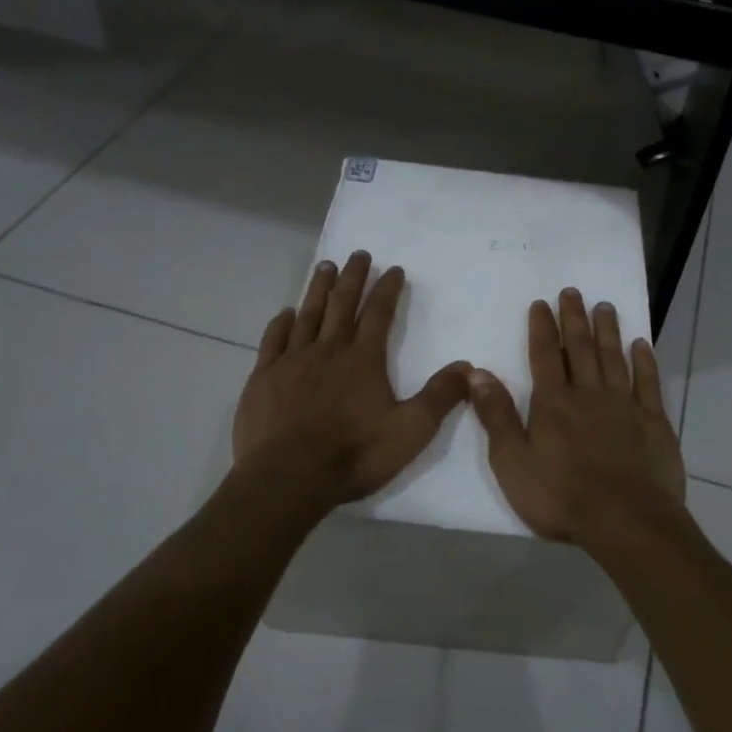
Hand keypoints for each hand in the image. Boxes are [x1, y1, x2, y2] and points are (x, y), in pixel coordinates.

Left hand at [234, 251, 472, 505]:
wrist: (288, 477)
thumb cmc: (354, 454)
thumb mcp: (410, 431)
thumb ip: (439, 397)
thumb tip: (468, 367)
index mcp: (363, 360)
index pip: (379, 314)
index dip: (387, 290)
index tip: (393, 269)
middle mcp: (328, 350)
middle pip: (342, 304)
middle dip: (352, 277)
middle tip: (358, 254)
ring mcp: (291, 362)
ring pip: (307, 315)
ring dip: (318, 289)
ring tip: (325, 266)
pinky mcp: (263, 378)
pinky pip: (273, 340)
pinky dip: (281, 323)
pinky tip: (285, 313)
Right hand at [468, 288, 686, 547]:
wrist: (626, 521)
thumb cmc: (561, 497)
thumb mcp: (513, 462)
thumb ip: (497, 416)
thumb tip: (477, 373)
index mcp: (553, 403)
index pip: (545, 356)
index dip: (542, 328)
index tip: (541, 303)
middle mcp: (589, 394)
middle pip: (580, 348)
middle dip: (574, 318)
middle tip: (573, 291)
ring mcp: (625, 405)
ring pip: (614, 358)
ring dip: (608, 330)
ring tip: (605, 306)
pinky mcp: (653, 422)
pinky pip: (648, 383)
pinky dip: (644, 361)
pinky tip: (641, 344)